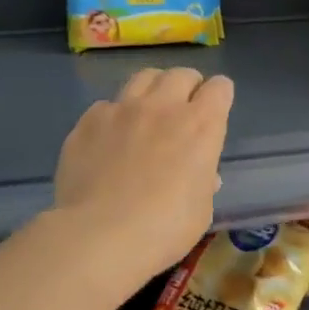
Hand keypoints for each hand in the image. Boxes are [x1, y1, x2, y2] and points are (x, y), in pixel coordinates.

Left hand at [52, 67, 233, 282]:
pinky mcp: (88, 121)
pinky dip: (115, 116)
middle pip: (181, 74)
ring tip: (149, 112)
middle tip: (184, 109)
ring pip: (143, 78)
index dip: (220, 97)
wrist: (99, 235)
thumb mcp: (201, 209)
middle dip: (188, 87)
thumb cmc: (165, 228)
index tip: (216, 111)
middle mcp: (163, 106)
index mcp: (201, 125)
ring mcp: (122, 109)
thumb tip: (201, 173)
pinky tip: (110, 139)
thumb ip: (203, 181)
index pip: (220, 88)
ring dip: (153, 90)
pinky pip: (107, 105)